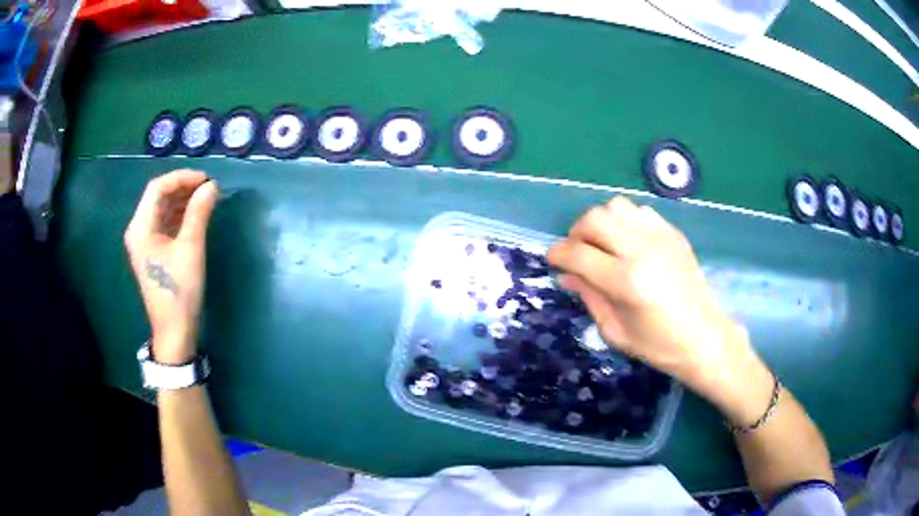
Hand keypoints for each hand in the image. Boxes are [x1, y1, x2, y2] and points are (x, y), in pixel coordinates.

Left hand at [124, 170, 218, 364]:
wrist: (174, 330)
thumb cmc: (179, 290)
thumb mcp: (191, 249)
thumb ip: (199, 213)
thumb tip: (212, 186)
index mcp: (141, 228)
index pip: (157, 188)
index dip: (181, 178)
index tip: (206, 180)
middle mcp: (138, 230)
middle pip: (158, 197)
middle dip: (183, 188)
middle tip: (208, 188)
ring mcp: (144, 242)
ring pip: (162, 209)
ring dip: (182, 200)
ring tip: (206, 198)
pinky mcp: (152, 251)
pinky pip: (164, 223)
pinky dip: (179, 215)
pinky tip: (196, 215)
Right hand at [548, 197, 762, 402]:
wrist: (702, 336)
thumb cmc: (656, 344)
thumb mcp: (614, 330)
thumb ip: (588, 296)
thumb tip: (564, 274)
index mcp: (625, 282)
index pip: (578, 254)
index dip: (557, 254)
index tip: (553, 261)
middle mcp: (641, 250)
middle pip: (593, 219)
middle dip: (575, 233)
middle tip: (577, 252)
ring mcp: (660, 237)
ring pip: (615, 207)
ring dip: (600, 222)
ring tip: (603, 243)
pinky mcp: (672, 233)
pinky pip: (639, 210)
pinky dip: (625, 220)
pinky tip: (628, 241)